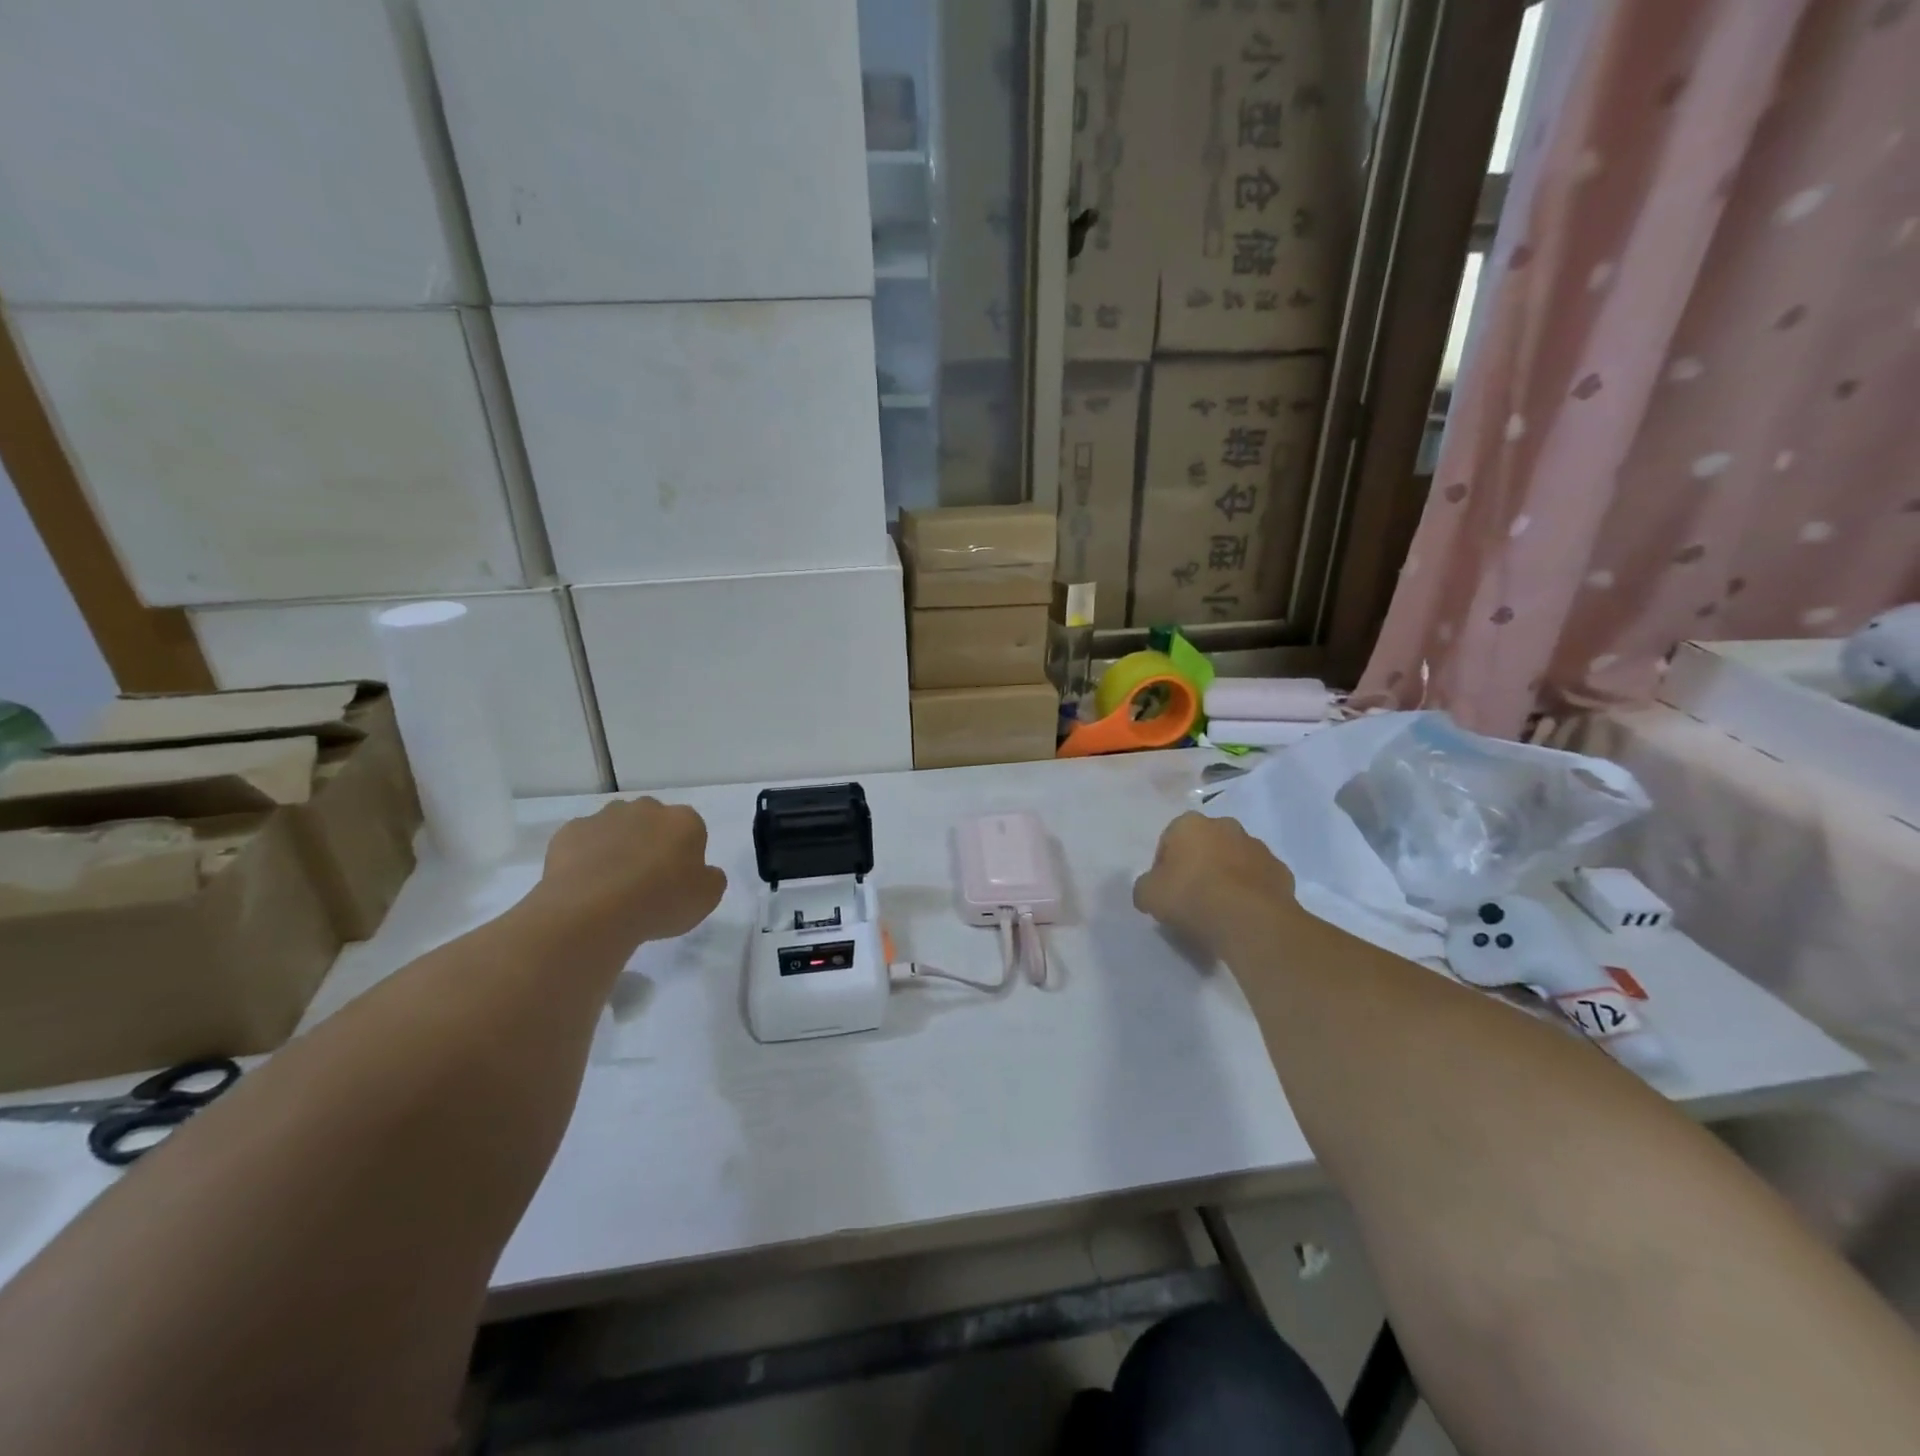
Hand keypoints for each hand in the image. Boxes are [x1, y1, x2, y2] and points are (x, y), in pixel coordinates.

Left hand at [536, 798, 726, 951]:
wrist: (591, 911)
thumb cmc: (659, 902)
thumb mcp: (707, 899)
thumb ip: (712, 878)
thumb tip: (703, 872)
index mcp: (684, 821)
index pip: (692, 831)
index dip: (685, 856)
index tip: (677, 881)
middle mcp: (646, 809)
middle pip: (653, 822)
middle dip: (651, 843)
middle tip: (646, 881)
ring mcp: (605, 817)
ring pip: (617, 828)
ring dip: (618, 846)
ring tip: (612, 884)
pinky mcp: (570, 831)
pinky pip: (584, 841)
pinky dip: (586, 856)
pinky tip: (585, 883)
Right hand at [1133, 812, 1305, 960]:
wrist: (1250, 920)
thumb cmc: (1192, 897)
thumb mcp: (1148, 895)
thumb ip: (1145, 887)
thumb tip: (1150, 890)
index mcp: (1190, 824)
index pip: (1169, 840)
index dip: (1164, 866)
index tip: (1165, 890)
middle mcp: (1226, 826)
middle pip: (1205, 845)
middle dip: (1198, 865)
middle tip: (1191, 897)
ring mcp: (1258, 847)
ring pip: (1235, 860)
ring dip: (1227, 876)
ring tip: (1220, 910)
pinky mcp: (1282, 871)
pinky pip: (1259, 880)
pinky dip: (1251, 893)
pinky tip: (1243, 915)